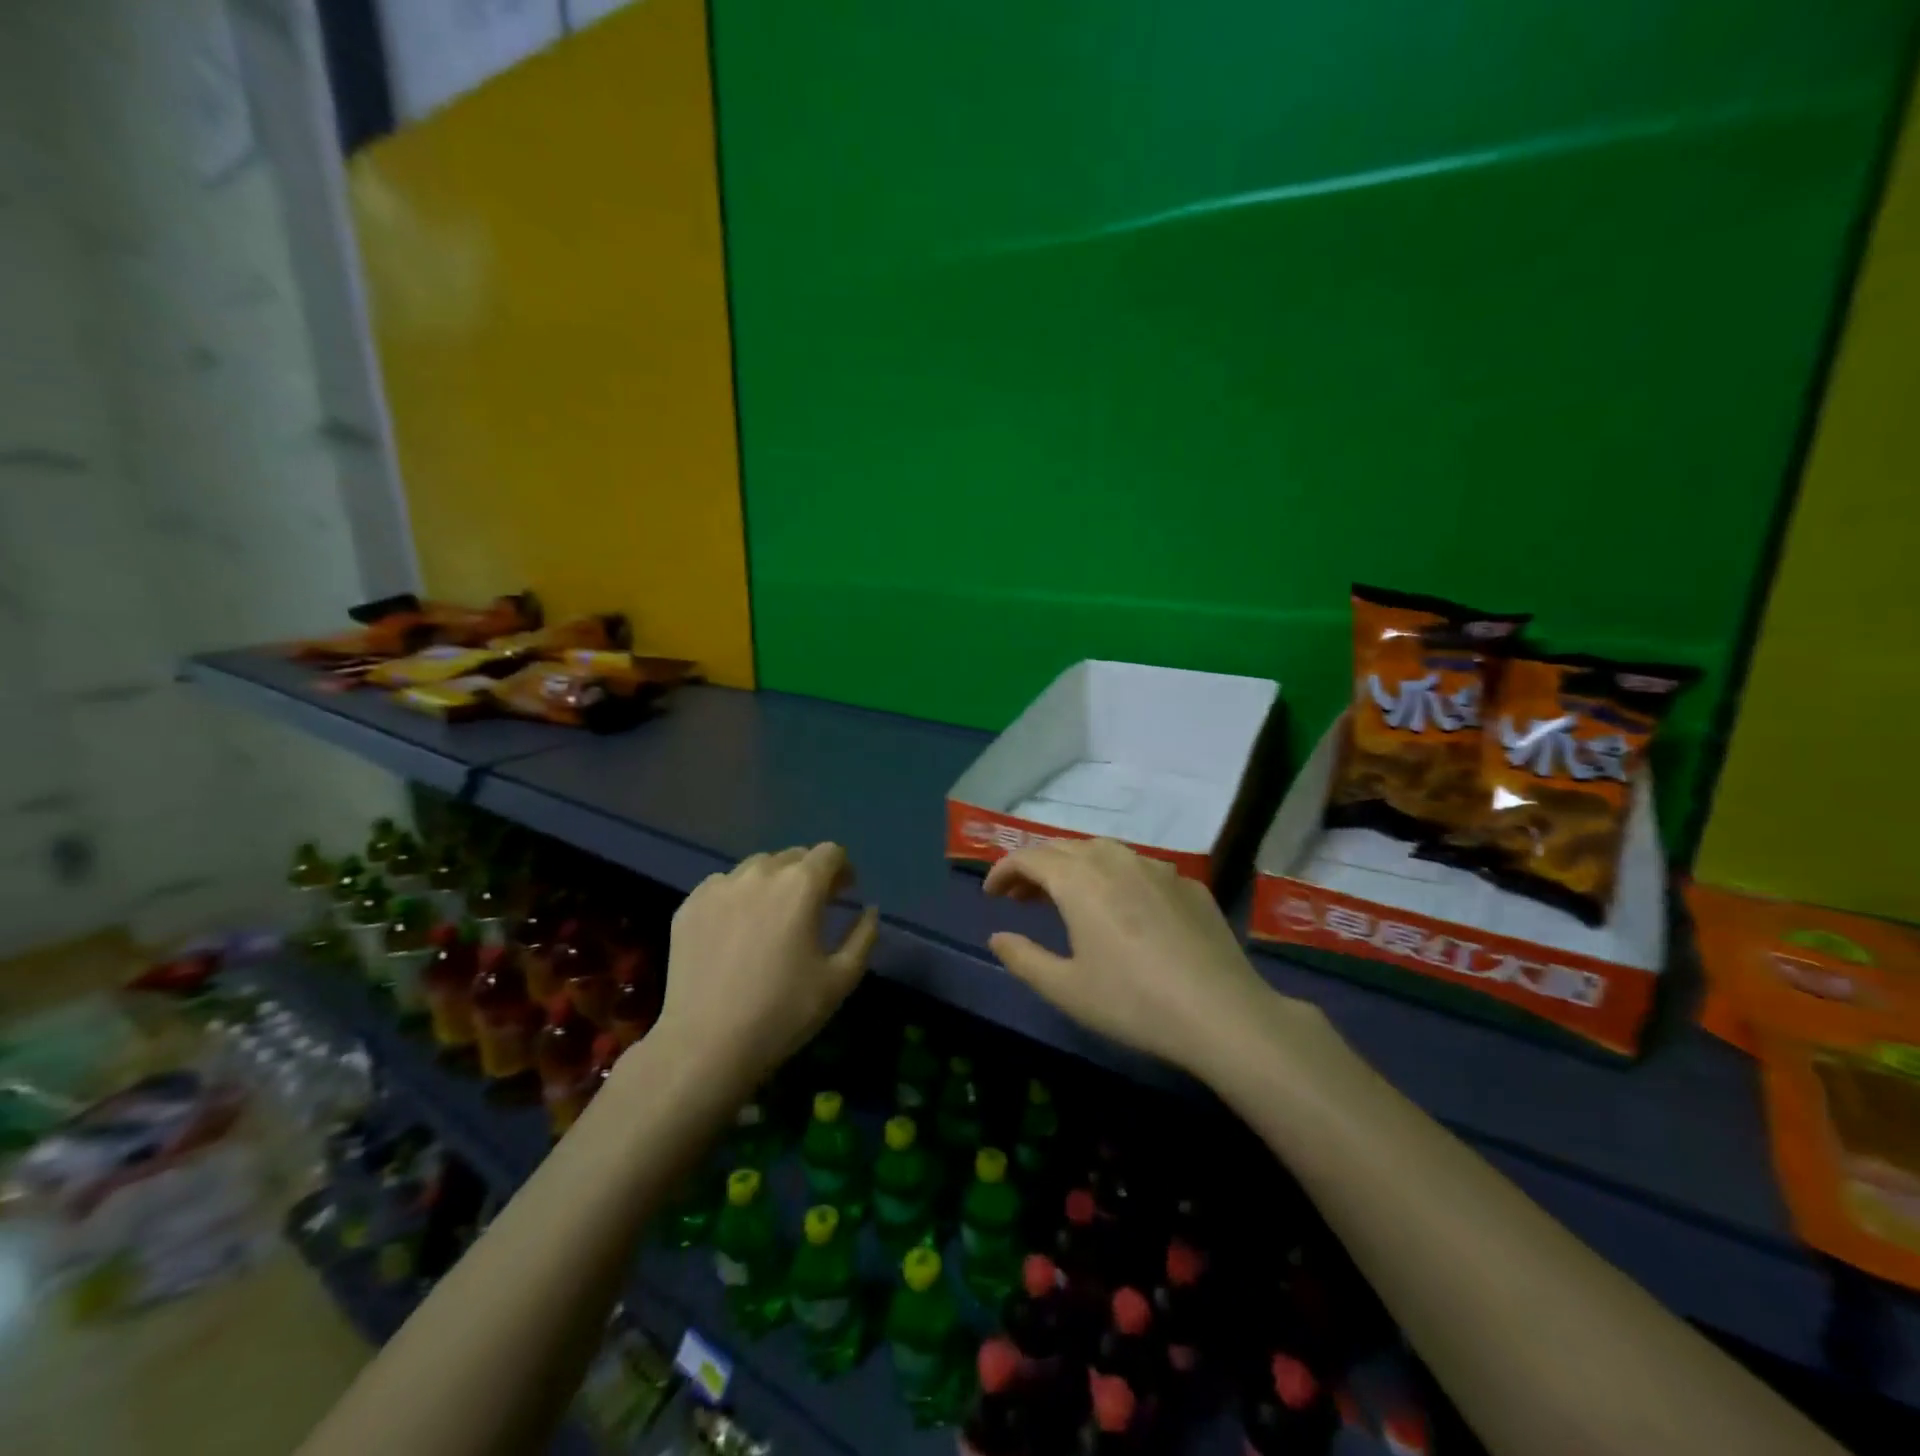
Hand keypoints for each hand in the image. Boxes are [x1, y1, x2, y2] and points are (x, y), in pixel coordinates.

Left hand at [657, 844, 878, 1090]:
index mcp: (801, 885)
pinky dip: (738, 896)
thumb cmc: (783, 1012)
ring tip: (771, 917)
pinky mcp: (690, 905)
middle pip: (794, 856)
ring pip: (756, 867)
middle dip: (809, 874)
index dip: (842, 869)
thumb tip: (868, 910)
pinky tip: (736, 930)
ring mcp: (719, 886)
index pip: (830, 852)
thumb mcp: (841, 979)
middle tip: (811, 908)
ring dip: (773, 881)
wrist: (706, 1045)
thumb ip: (863, 936)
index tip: (844, 893)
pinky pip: (723, 886)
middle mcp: (760, 873)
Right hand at [984, 838, 1304, 1074]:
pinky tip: (1124, 909)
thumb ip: (1023, 958)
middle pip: (1064, 848)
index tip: (991, 894)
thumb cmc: (1133, 1002)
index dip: (1004, 870)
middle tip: (1021, 896)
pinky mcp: (1188, 885)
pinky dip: (1115, 878)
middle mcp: (1115, 861)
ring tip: (1067, 896)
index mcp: (1079, 880)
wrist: (1221, 1013)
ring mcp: (1157, 868)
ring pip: (1104, 851)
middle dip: (1036, 867)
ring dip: (1075, 866)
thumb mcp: (1066, 988)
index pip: (1030, 858)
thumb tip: (997, 937)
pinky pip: (1140, 868)